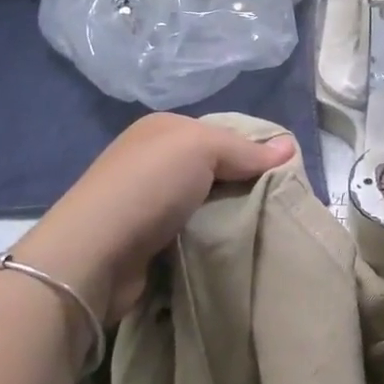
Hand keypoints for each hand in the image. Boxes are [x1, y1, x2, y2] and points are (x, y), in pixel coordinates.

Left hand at [7, 113, 293, 324]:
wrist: (93, 254)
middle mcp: (152, 159)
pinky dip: (209, 238)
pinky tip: (229, 247)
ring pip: (205, 202)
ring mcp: (147, 201)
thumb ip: (246, 150)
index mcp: (163, 129)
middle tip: (280, 205)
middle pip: (215, 168)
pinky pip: (191, 231)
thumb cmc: (149, 186)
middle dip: (244, 185)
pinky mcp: (146, 240)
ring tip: (263, 229)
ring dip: (228, 215)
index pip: (222, 133)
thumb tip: (290, 146)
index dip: (254, 150)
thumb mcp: (202, 148)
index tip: (286, 174)